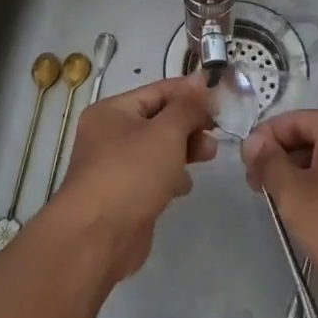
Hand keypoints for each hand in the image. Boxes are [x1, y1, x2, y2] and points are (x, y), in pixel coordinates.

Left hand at [51, 76, 217, 283]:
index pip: (158, 91)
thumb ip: (187, 106)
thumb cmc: (131, 173)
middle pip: (158, 120)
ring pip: (158, 149)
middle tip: (217, 134)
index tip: (221, 99)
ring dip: (184, 150)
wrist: (96, 238)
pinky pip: (152, 176)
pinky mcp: (123, 196)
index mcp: (112, 111)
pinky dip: (171, 176)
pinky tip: (184, 187)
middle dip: (190, 125)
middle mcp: (109, 135)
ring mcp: (114, 167)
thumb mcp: (166, 132)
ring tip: (209, 157)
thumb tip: (199, 79)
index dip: (190, 92)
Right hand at [241, 109, 317, 306]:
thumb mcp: (295, 194)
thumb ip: (269, 163)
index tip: (245, 169)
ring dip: (300, 178)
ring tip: (280, 206)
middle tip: (258, 190)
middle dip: (281, 160)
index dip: (264, 141)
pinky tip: (310, 216)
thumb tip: (253, 142)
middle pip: (311, 137)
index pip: (292, 120)